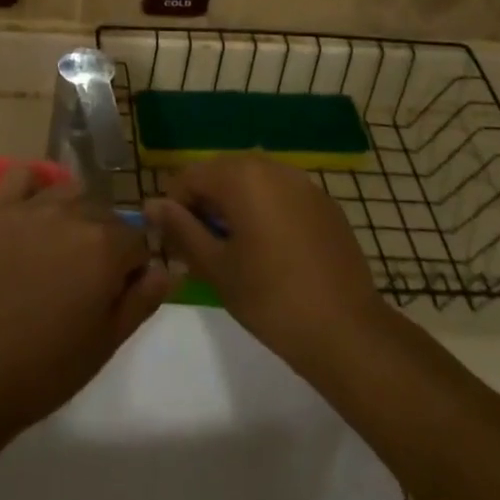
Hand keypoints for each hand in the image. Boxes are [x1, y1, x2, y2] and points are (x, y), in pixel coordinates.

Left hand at [0, 169, 169, 430]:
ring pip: (71, 193)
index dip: (134, 267)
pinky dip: (35, 184)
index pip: (138, 240)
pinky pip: (22, 176)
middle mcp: (74, 215)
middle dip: (108, 240)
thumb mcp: (107, 342)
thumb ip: (143, 299)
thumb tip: (168, 268)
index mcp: (106, 247)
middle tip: (89, 280)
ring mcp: (32, 208)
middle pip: (106, 214)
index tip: (120, 291)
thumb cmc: (46, 367)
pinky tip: (36, 210)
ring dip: (77, 214)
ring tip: (64, 249)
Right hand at [146, 156, 378, 367]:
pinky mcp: (325, 204)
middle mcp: (272, 167)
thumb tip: (152, 205)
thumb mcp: (215, 267)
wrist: (347, 332)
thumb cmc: (271, 299)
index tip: (178, 247)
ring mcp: (303, 183)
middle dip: (206, 206)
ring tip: (236, 253)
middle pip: (221, 175)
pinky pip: (281, 197)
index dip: (175, 209)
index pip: (189, 177)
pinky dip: (266, 213)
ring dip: (235, 208)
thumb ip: (180, 229)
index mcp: (241, 176)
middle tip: (204, 251)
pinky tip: (272, 254)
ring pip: (252, 184)